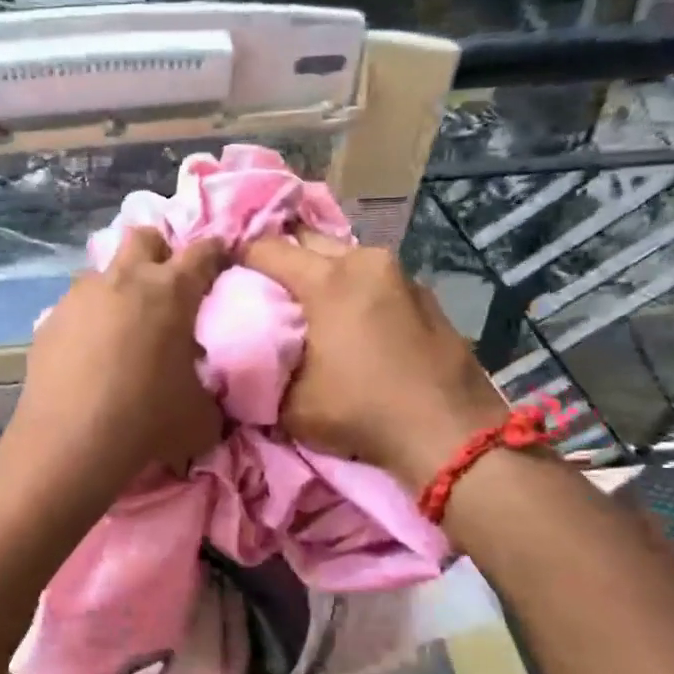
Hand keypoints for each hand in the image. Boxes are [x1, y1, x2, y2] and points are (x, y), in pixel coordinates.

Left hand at [4, 228, 226, 493]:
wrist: (71, 440)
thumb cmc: (148, 420)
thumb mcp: (201, 416)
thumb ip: (209, 393)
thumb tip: (205, 393)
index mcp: (172, 291)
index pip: (204, 251)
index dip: (216, 252)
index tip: (220, 261)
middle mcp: (125, 280)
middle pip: (144, 237)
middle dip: (159, 251)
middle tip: (165, 285)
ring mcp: (81, 296)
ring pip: (102, 270)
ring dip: (117, 286)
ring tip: (122, 324)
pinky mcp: (49, 319)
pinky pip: (74, 306)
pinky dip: (87, 319)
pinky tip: (87, 353)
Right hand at [241, 232, 508, 489]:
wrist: (448, 433)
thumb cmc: (360, 413)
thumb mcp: (290, 405)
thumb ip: (262, 372)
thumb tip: (247, 361)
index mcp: (327, 280)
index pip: (267, 249)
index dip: (238, 257)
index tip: (224, 274)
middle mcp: (365, 262)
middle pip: (309, 240)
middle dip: (283, 256)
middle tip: (264, 285)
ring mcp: (401, 275)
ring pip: (346, 258)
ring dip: (322, 272)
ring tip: (307, 302)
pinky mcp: (425, 295)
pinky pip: (375, 279)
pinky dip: (354, 289)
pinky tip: (351, 319)